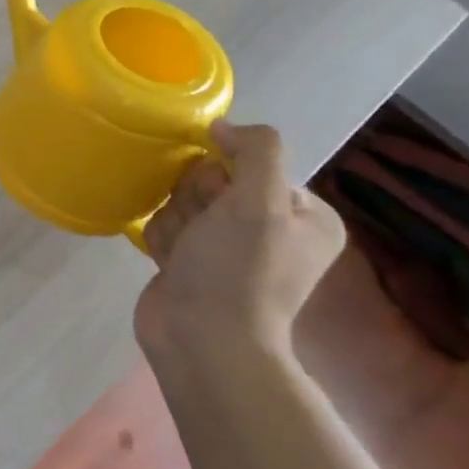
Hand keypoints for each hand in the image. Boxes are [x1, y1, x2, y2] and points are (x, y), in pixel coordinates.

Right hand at [134, 121, 345, 362]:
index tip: (221, 204)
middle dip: (194, 201)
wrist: (202, 340)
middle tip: (202, 233)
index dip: (224, 177)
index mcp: (304, 216)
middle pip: (210, 180)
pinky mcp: (193, 262)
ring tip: (186, 256)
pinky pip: (167, 226)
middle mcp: (271, 229)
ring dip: (176, 224)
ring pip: (182, 202)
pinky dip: (164, 242)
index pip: (249, 163)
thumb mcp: (260, 201)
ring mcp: (229, 248)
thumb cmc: (238, 270)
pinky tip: (172, 265)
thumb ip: (255, 150)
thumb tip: (223, 128)